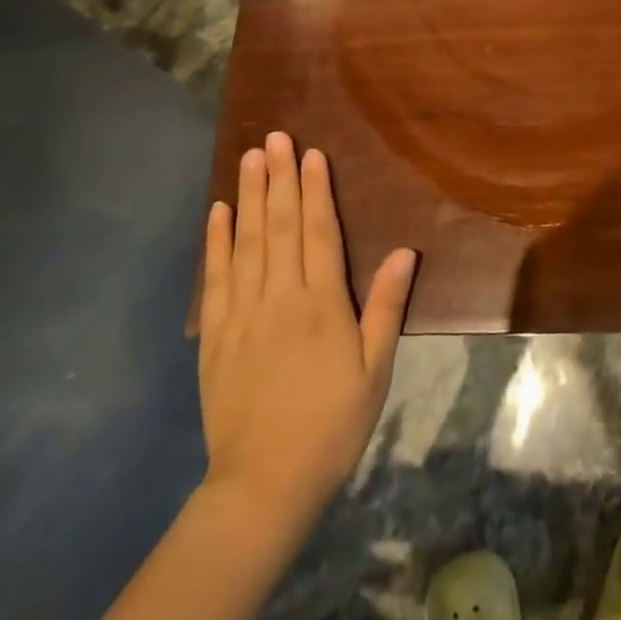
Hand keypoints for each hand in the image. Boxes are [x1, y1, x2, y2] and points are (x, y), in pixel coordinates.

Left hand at [196, 133, 416, 520]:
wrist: (265, 482)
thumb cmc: (332, 423)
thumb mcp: (375, 369)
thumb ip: (386, 306)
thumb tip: (404, 251)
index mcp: (322, 304)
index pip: (319, 232)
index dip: (316, 190)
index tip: (310, 154)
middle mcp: (280, 297)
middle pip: (280, 226)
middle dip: (279, 178)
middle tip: (274, 137)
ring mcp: (243, 314)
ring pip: (247, 242)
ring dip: (249, 197)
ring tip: (249, 158)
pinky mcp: (216, 334)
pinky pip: (216, 278)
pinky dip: (216, 241)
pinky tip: (218, 212)